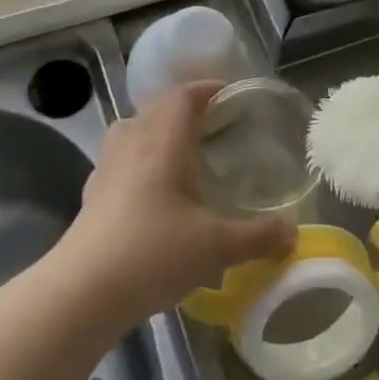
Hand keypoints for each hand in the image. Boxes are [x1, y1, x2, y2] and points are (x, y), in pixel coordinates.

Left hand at [59, 82, 295, 325]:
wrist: (84, 290)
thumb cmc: (155, 252)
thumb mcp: (217, 246)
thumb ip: (259, 236)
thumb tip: (293, 233)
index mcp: (163, 141)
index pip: (182, 96)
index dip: (205, 89)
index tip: (228, 94)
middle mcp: (132, 143)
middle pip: (156, 108)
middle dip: (184, 110)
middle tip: (212, 126)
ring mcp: (107, 168)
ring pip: (132, 131)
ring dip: (156, 132)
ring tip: (181, 153)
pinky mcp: (92, 194)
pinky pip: (119, 160)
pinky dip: (138, 161)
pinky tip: (152, 191)